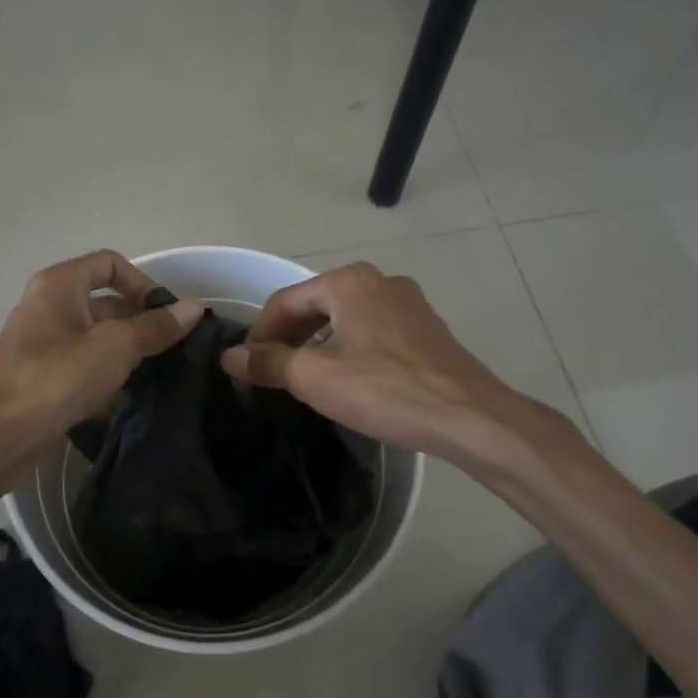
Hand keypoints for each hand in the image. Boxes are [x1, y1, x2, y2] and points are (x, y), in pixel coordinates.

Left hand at [0, 249, 202, 459]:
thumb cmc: (56, 378)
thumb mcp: (115, 347)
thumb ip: (155, 327)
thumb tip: (193, 308)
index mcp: (59, 285)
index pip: (110, 264)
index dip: (142, 283)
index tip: (167, 314)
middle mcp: (47, 306)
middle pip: (105, 302)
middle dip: (140, 322)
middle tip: (172, 348)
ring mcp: (41, 344)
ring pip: (96, 338)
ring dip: (127, 352)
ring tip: (157, 374)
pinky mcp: (41, 378)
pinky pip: (82, 366)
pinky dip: (106, 376)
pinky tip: (128, 398)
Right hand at [220, 263, 525, 461]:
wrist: (468, 416)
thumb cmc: (384, 389)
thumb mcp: (315, 377)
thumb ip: (268, 362)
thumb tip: (230, 356)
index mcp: (348, 281)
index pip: (284, 302)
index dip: (258, 336)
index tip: (245, 371)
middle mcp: (378, 281)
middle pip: (315, 306)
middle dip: (288, 340)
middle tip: (270, 377)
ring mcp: (407, 303)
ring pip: (344, 320)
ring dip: (317, 346)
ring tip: (304, 381)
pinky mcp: (425, 328)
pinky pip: (371, 331)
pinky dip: (348, 350)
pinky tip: (347, 381)